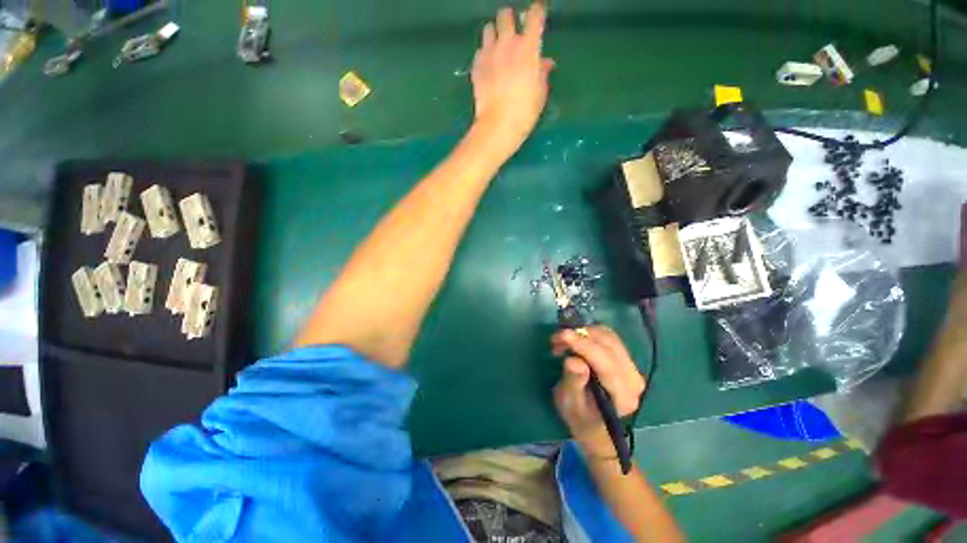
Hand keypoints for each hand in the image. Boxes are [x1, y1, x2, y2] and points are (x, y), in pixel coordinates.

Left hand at [471, 3, 554, 155]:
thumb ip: (542, 73)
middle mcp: (507, 44)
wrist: (498, 125)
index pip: (534, 16)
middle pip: (505, 15)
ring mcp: (489, 53)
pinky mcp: (476, 66)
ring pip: (489, 28)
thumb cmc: (524, 112)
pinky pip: (480, 50)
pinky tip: (488, 65)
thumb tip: (545, 63)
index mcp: (528, 48)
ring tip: (498, 47)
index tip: (538, 15)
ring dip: (495, 34)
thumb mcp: (540, 93)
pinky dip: (485, 53)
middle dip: (510, 20)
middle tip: (513, 32)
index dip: (537, 13)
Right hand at [552, 326, 645, 456]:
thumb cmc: (579, 416)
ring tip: (564, 341)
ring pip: (609, 337)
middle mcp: (633, 379)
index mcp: (622, 396)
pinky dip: (589, 333)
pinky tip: (576, 340)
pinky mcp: (625, 358)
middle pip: (609, 345)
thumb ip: (573, 382)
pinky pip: (608, 337)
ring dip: (584, 333)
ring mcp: (632, 367)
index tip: (563, 335)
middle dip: (581, 336)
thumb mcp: (570, 403)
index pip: (606, 364)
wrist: (594, 423)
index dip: (584, 346)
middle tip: (557, 339)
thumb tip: (573, 361)